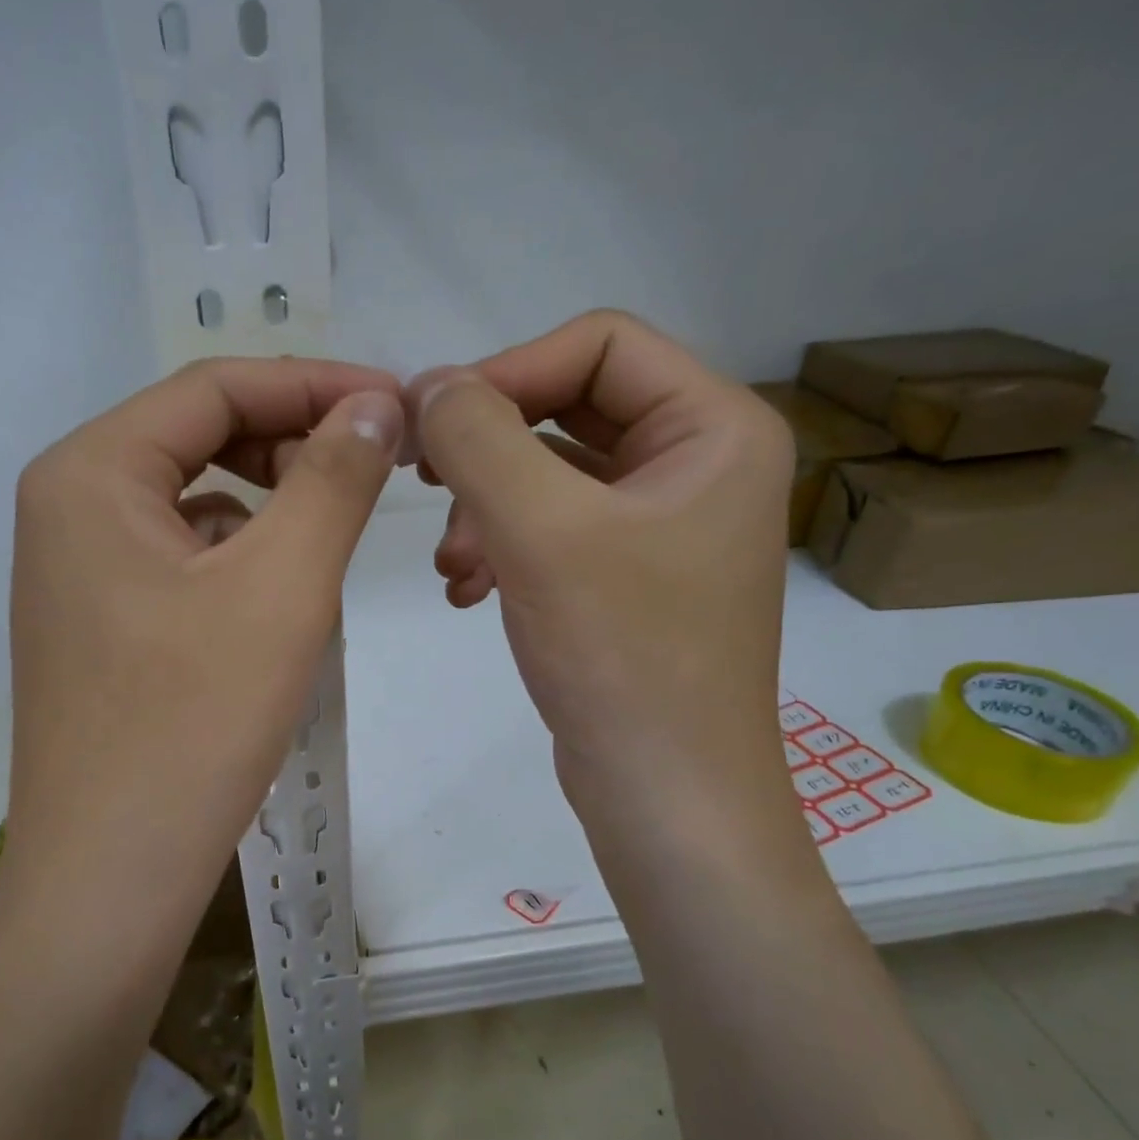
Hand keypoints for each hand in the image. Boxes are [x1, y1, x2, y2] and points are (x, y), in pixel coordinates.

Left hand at [4, 356, 402, 926]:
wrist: (112, 876)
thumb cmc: (194, 724)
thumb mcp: (282, 587)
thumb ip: (333, 479)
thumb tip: (376, 405)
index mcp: (89, 473)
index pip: (214, 388)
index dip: (314, 383)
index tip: (396, 405)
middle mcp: (67, 506)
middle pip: (198, 437)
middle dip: (293, 441)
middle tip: (376, 470)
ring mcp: (77, 569)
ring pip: (194, 500)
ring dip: (271, 502)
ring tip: (332, 539)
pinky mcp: (99, 622)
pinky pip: (181, 557)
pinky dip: (240, 555)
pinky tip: (279, 599)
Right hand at [408, 310, 793, 819]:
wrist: (664, 795)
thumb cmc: (622, 655)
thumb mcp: (540, 531)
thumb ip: (478, 438)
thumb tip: (428, 384)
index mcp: (714, 427)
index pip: (599, 345)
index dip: (507, 370)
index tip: (432, 427)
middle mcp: (697, 463)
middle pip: (569, 408)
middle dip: (489, 450)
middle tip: (424, 484)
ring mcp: (662, 524)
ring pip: (550, 474)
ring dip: (485, 507)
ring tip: (450, 566)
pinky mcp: (628, 576)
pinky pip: (553, 530)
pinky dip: (502, 547)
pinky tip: (465, 590)